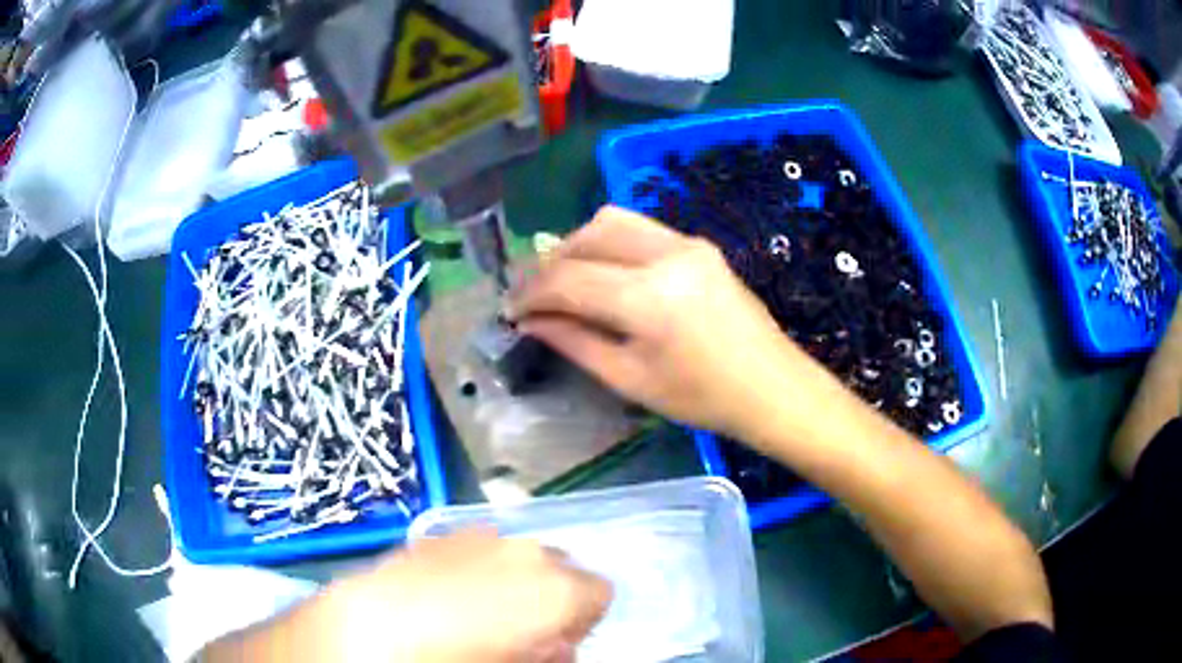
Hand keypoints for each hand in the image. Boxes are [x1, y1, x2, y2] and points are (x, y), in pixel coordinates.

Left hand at [314, 529, 611, 661]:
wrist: (369, 629)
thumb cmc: (457, 659)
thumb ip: (555, 655)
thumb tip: (556, 646)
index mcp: (557, 587)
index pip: (599, 593)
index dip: (582, 620)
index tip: (556, 642)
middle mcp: (527, 551)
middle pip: (560, 568)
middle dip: (549, 597)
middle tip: (519, 632)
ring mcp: (482, 535)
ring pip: (519, 555)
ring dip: (512, 581)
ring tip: (478, 614)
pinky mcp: (443, 533)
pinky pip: (479, 550)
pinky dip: (477, 569)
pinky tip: (447, 596)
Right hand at [509, 206, 819, 439]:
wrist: (772, 387)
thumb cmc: (702, 398)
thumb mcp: (630, 379)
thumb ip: (574, 342)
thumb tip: (531, 320)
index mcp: (649, 298)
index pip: (568, 279)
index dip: (530, 293)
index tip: (509, 309)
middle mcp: (667, 255)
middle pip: (587, 235)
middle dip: (550, 261)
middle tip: (532, 293)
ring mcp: (688, 243)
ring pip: (613, 221)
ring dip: (578, 245)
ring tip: (563, 280)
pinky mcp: (699, 245)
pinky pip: (640, 229)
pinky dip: (609, 245)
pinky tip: (603, 274)